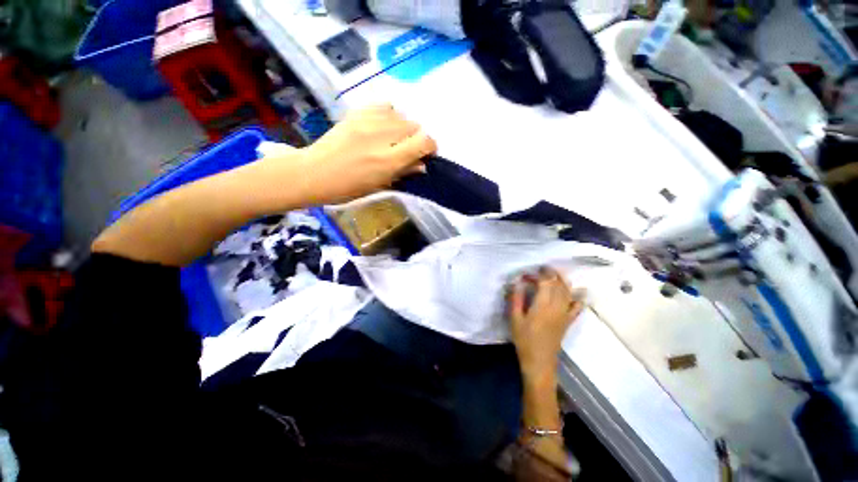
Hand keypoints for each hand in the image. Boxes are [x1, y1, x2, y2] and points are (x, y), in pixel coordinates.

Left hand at [290, 103, 436, 203]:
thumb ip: (403, 171)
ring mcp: (367, 121)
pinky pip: (384, 106)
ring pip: (401, 115)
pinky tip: (383, 126)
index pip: (423, 142)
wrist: (314, 172)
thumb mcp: (380, 185)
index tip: (428, 154)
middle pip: (414, 126)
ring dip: (403, 127)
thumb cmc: (348, 188)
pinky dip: (390, 115)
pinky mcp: (356, 113)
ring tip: (393, 138)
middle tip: (407, 150)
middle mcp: (381, 137)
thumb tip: (422, 164)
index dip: (431, 146)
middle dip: (416, 138)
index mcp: (387, 160)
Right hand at [508, 267, 584, 379]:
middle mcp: (557, 307)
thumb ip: (516, 299)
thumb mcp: (515, 319)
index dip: (539, 275)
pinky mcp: (568, 322)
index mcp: (542, 306)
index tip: (530, 272)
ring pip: (568, 293)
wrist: (539, 361)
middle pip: (558, 285)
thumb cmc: (524, 340)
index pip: (545, 283)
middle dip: (552, 274)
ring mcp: (564, 315)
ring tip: (556, 274)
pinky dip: (579, 298)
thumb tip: (517, 282)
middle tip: (543, 268)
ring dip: (563, 281)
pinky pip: (577, 307)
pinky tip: (579, 293)